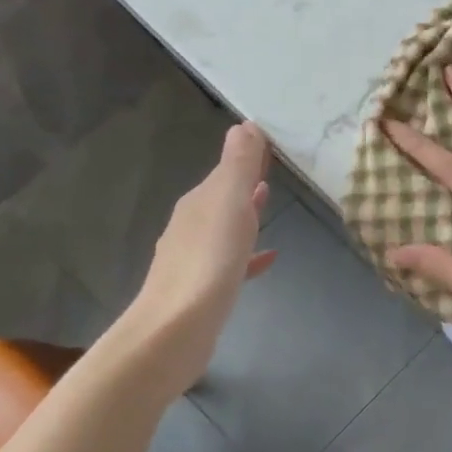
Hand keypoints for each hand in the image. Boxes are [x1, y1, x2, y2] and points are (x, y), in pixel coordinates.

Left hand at [121, 122, 277, 392]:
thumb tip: (245, 125)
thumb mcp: (229, 202)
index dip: (247, 156)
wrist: (179, 326)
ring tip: (269, 204)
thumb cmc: (210, 258)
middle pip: (222, 196)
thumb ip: (239, 165)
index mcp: (199, 202)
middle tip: (273, 168)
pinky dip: (249, 254)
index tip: (271, 143)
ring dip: (245, 213)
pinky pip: (232, 261)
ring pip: (225, 226)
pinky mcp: (204, 287)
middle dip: (245, 182)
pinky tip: (269, 258)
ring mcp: (195, 257)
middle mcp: (191, 224)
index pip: (225, 170)